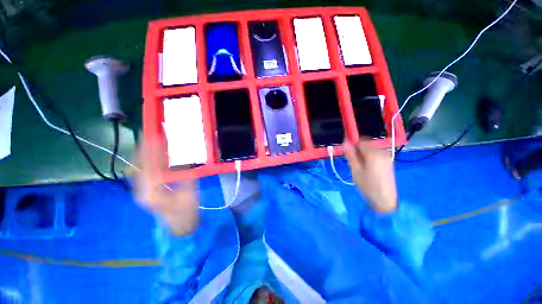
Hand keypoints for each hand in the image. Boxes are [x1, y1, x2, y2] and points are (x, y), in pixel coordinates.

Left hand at [133, 142, 198, 235]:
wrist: (179, 226)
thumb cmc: (186, 211)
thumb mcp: (189, 192)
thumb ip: (185, 175)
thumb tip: (182, 158)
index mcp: (153, 192)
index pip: (150, 166)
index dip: (153, 151)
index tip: (158, 138)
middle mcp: (142, 191)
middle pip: (139, 166)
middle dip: (144, 150)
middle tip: (152, 136)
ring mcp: (141, 192)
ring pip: (137, 169)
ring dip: (142, 154)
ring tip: (149, 142)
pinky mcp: (144, 192)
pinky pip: (140, 174)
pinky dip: (144, 162)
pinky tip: (149, 156)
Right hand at [343, 141, 397, 213]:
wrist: (385, 200)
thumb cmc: (368, 186)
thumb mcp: (355, 170)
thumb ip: (350, 155)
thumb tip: (345, 142)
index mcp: (373, 153)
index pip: (360, 140)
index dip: (352, 144)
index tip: (346, 152)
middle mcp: (382, 152)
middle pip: (365, 144)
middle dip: (357, 150)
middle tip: (352, 162)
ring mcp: (386, 156)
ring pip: (370, 149)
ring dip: (362, 154)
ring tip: (359, 167)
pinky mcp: (388, 161)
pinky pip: (375, 154)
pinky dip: (368, 157)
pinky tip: (367, 168)